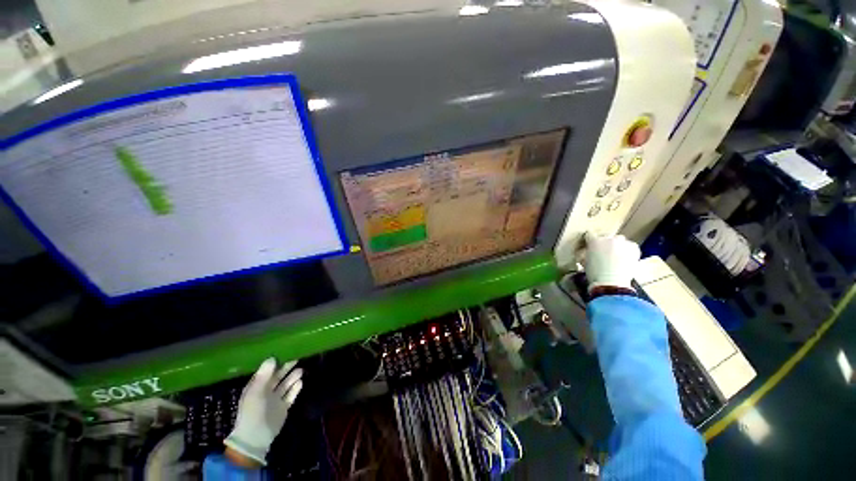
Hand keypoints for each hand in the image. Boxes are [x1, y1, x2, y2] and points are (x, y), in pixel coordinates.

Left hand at [224, 358, 302, 465]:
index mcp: (256, 387)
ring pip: (286, 385)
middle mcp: (266, 392)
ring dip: (293, 377)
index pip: (266, 371)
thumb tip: (273, 357)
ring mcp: (275, 400)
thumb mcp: (255, 392)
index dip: (275, 362)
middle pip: (278, 377)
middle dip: (286, 368)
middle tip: (297, 357)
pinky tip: (301, 382)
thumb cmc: (252, 412)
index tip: (285, 352)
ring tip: (301, 370)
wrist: (256, 437)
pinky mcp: (283, 407)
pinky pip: (291, 395)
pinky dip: (295, 389)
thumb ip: (264, 375)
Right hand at [583, 233, 640, 292]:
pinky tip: (625, 259)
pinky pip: (630, 246)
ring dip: (617, 245)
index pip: (589, 234)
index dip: (589, 240)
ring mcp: (622, 242)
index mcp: (594, 241)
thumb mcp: (585, 261)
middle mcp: (608, 238)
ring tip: (616, 256)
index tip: (590, 245)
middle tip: (604, 252)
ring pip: (619, 240)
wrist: (611, 283)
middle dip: (604, 243)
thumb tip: (588, 251)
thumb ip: (587, 252)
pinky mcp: (634, 248)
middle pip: (606, 236)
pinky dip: (627, 250)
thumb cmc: (594, 273)